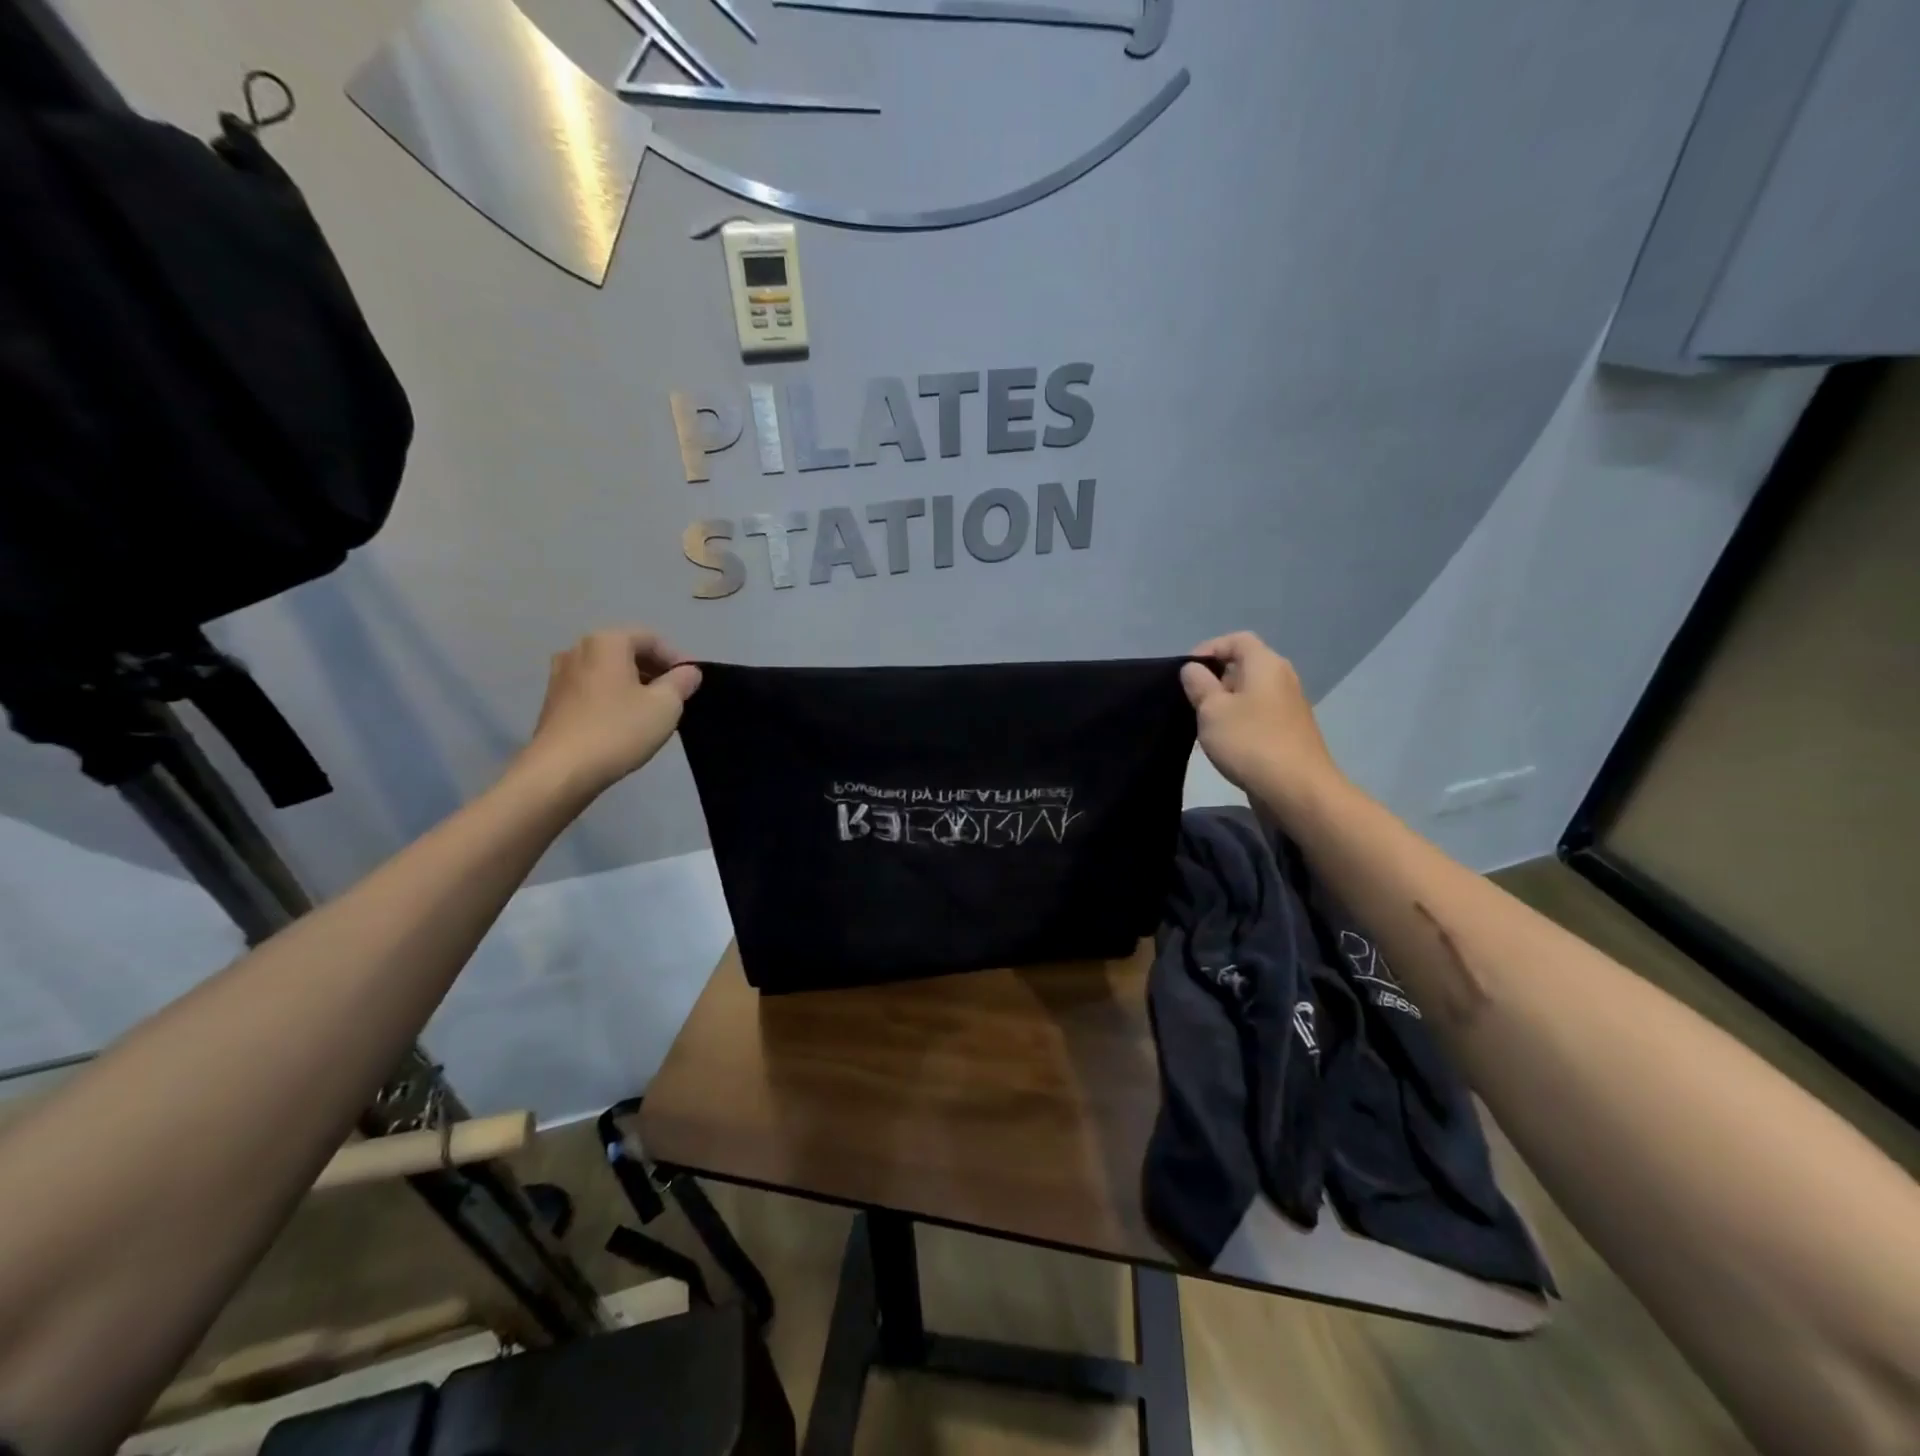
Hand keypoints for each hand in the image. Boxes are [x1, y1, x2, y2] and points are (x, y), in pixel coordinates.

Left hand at [520, 628, 700, 794]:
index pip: (651, 639)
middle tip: (677, 696)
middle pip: (627, 652)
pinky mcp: (553, 701)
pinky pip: (593, 689)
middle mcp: (578, 650)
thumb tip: (688, 671)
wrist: (561, 771)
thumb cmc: (618, 730)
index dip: (677, 658)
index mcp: (607, 642)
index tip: (693, 683)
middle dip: (655, 671)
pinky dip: (613, 697)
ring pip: (609, 672)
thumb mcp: (665, 705)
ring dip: (634, 685)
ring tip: (654, 711)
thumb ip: (681, 682)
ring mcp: (561, 675)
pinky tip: (626, 722)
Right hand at [1181, 632, 1344, 815]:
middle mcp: (1282, 677)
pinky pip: (1259, 713)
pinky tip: (1225, 742)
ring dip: (1225, 702)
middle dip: (1215, 678)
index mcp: (1265, 664)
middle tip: (1192, 700)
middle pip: (1244, 665)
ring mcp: (1290, 705)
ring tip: (1204, 723)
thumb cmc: (1250, 741)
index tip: (1187, 672)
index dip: (1209, 649)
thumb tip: (1193, 669)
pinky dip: (1240, 719)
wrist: (1296, 789)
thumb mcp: (1211, 710)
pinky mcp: (1290, 730)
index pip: (1237, 640)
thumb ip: (1198, 684)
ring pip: (1250, 691)